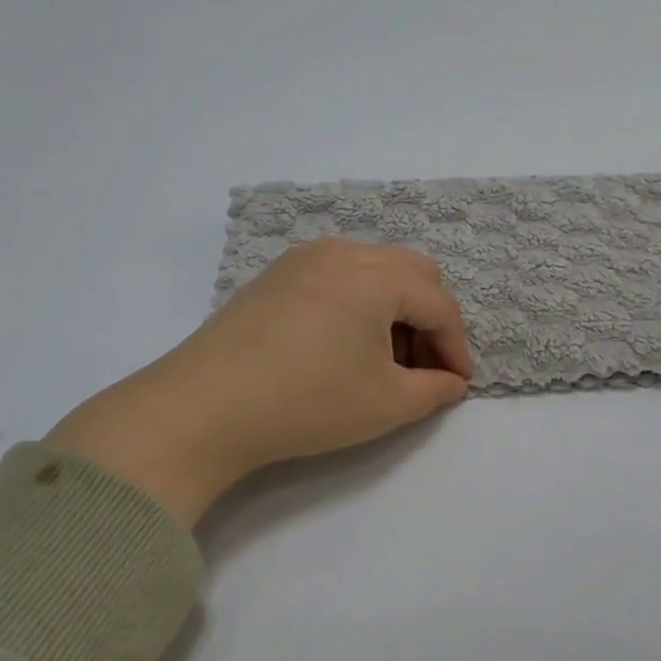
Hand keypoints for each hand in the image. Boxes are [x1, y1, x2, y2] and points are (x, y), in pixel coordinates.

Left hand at [46, 238, 471, 524]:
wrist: (202, 408)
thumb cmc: (307, 402)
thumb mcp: (386, 404)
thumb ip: (433, 390)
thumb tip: (451, 382)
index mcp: (375, 274)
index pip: (438, 304)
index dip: (456, 346)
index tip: (458, 384)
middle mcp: (343, 252)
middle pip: (412, 273)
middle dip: (430, 319)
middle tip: (425, 366)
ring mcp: (304, 258)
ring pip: (375, 270)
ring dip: (395, 309)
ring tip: (385, 360)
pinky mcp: (276, 275)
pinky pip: (339, 276)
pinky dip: (360, 303)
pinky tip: (345, 345)